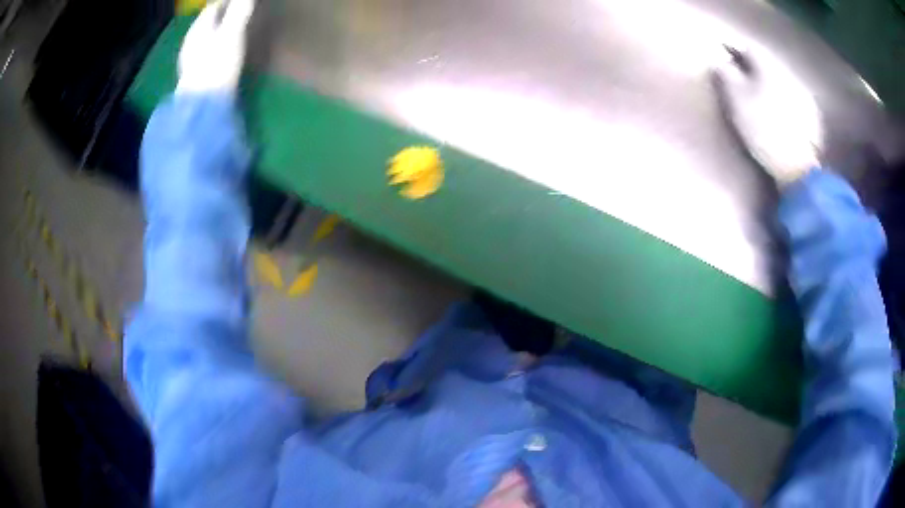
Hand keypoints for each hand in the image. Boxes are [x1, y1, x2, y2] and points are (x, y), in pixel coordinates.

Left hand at [177, 0, 254, 93]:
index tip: (238, 2)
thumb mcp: (232, 33)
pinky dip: (212, 51)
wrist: (201, 105)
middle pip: (206, 24)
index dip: (225, 2)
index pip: (212, 8)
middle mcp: (190, 42)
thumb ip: (239, 11)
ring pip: (203, 40)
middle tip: (235, 15)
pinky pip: (204, 56)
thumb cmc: (216, 64)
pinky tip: (219, 57)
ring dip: (215, 35)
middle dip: (219, 18)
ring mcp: (190, 62)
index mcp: (198, 29)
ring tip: (229, 34)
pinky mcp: (194, 78)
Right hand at [713, 46, 822, 187]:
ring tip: (760, 89)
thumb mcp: (736, 100)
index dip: (733, 48)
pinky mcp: (811, 114)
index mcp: (767, 65)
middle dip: (753, 64)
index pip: (747, 46)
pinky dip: (783, 96)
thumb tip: (720, 62)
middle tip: (741, 70)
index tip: (724, 51)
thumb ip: (726, 75)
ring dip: (769, 79)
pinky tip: (780, 106)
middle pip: (766, 61)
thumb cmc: (762, 128)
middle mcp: (786, 72)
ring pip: (781, 77)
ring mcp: (802, 93)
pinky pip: (793, 95)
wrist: (796, 166)